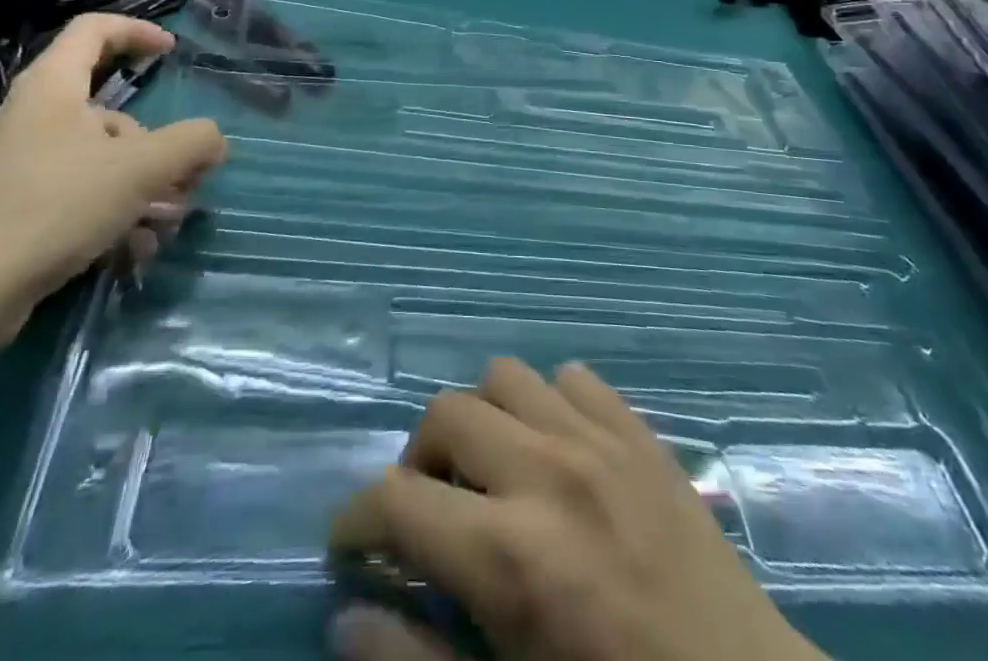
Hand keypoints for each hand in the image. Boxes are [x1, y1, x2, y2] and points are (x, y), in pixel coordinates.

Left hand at [0, 14, 226, 342]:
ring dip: (139, 187)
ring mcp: (12, 162)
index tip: (171, 52)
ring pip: (95, 159)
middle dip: (155, 146)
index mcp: (50, 86)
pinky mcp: (6, 206)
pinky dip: (107, 213)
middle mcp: (27, 115)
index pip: (93, 29)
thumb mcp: (141, 169)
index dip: (137, 31)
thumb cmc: (55, 207)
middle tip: (184, 180)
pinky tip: (129, 252)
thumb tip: (215, 139)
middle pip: (108, 111)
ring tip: (162, 228)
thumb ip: (190, 144)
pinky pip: (72, 193)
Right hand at [329, 359, 825, 660]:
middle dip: (417, 461)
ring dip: (482, 419)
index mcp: (510, 557)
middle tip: (428, 511)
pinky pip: (574, 378)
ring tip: (491, 470)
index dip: (357, 522)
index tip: (352, 546)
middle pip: (445, 414)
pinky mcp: (641, 432)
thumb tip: (346, 611)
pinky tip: (556, 451)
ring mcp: (600, 441)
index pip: (396, 501)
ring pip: (505, 377)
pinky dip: (548, 405)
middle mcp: (547, 474)